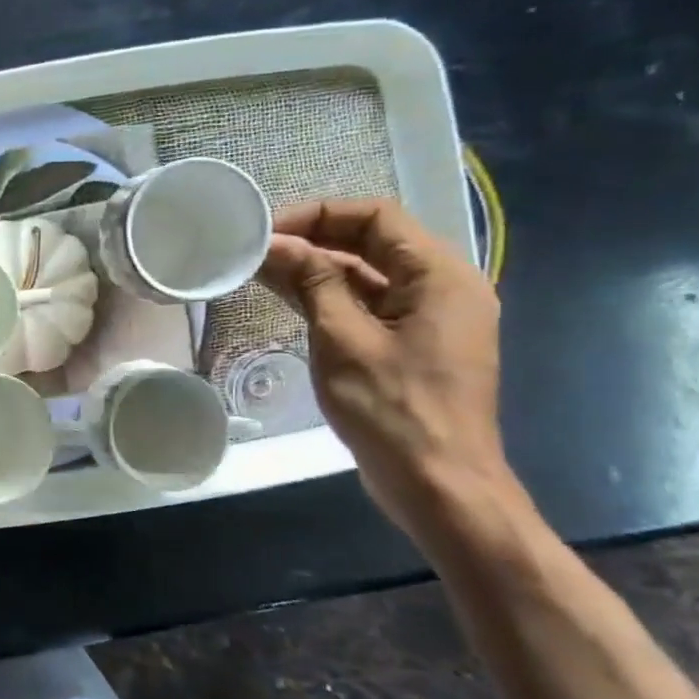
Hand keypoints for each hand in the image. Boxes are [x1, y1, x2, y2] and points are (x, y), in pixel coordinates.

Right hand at [259, 199, 515, 546]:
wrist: (436, 483)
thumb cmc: (392, 408)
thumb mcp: (343, 338)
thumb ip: (312, 282)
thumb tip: (275, 243)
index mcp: (441, 276)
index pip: (377, 217)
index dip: (318, 215)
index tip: (266, 230)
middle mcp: (442, 288)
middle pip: (373, 242)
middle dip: (312, 240)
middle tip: (255, 249)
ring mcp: (428, 319)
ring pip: (366, 275)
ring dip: (315, 269)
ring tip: (259, 270)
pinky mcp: (410, 345)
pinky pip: (367, 305)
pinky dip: (327, 297)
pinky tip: (285, 298)